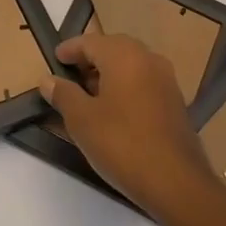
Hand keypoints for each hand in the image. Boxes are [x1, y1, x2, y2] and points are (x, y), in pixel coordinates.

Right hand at [39, 34, 217, 223]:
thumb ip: (63, 94)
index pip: (90, 42)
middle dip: (90, 59)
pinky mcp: (175, 102)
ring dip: (108, 74)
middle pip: (113, 49)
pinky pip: (144, 82)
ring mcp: (166, 80)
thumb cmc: (122, 144)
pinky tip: (114, 111)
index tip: (54, 58)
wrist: (177, 183)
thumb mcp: (82, 120)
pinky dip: (125, 87)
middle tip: (70, 75)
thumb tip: (47, 80)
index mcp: (124, 55)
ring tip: (88, 95)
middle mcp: (148, 58)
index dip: (70, 49)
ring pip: (130, 65)